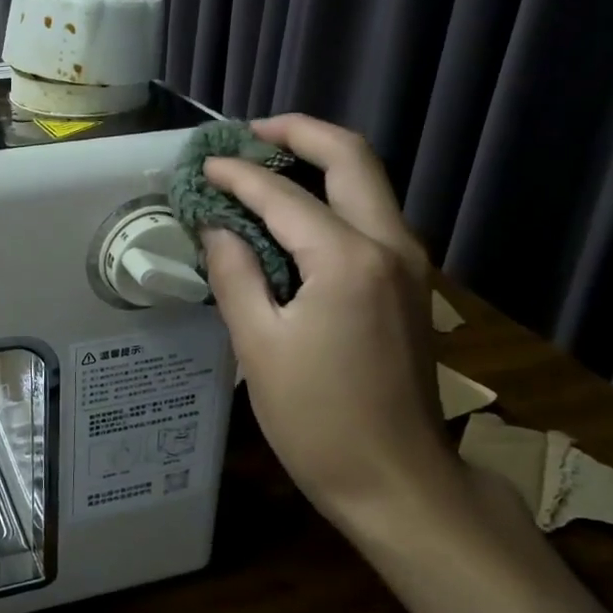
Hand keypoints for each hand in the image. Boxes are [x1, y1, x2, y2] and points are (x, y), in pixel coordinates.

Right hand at [202, 116, 453, 526]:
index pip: (282, 194)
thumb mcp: (258, 347)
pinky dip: (333, 196)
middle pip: (351, 157)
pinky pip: (371, 215)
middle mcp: (389, 245)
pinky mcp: (410, 284)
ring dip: (320, 161)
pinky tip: (296, 212)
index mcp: (347, 259)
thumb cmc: (318, 420)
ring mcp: (409, 263)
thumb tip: (217, 227)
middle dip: (299, 133)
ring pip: (369, 182)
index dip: (236, 174)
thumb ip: (235, 274)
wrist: (397, 480)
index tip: (201, 165)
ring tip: (266, 163)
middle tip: (250, 132)